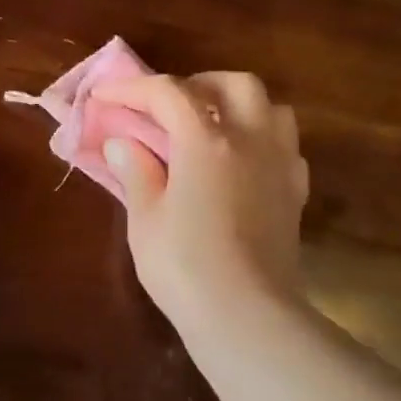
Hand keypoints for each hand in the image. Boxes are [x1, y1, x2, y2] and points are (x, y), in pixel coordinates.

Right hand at [92, 71, 308, 327]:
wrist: (248, 317)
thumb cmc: (185, 267)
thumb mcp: (145, 219)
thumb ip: (136, 171)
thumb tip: (122, 143)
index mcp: (207, 140)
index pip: (168, 93)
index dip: (132, 88)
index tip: (105, 94)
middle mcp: (251, 139)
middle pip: (233, 83)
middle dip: (197, 84)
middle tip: (167, 107)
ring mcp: (280, 163)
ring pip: (270, 106)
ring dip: (237, 104)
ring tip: (209, 127)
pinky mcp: (295, 192)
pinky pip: (283, 145)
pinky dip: (259, 138)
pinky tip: (240, 162)